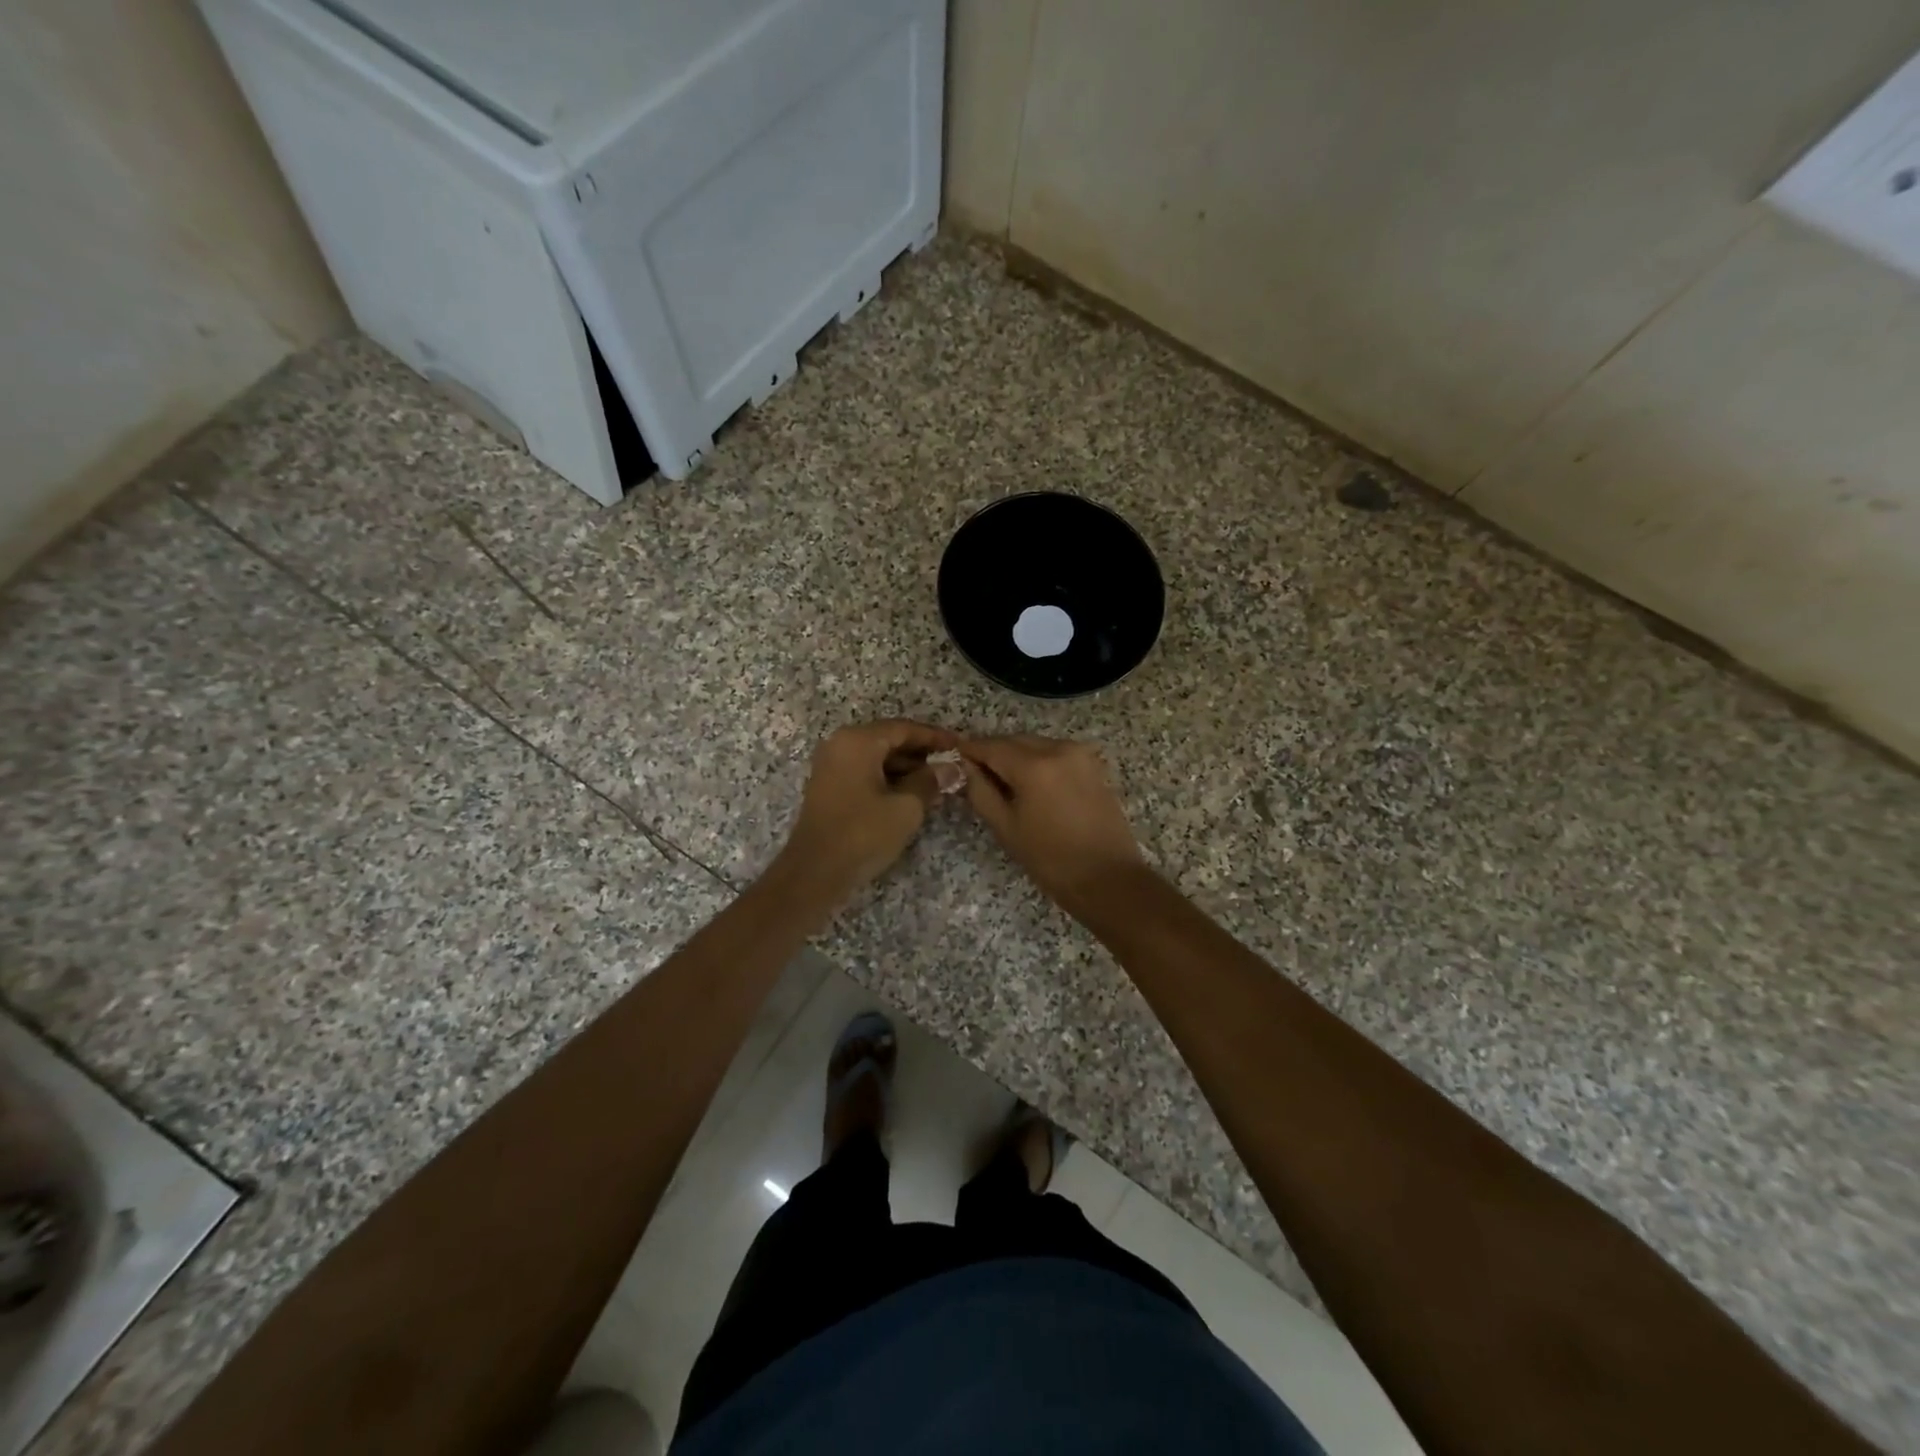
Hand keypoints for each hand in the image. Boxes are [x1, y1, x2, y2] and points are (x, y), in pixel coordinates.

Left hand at [775, 720, 957, 900]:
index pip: (904, 728)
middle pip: (889, 739)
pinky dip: (889, 778)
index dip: (935, 737)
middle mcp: (840, 744)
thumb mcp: (906, 807)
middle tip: (952, 765)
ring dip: (907, 767)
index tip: (960, 746)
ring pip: (877, 756)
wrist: (815, 872)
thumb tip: (952, 768)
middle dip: (922, 753)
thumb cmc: (863, 834)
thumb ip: (930, 781)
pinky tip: (913, 794)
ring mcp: (832, 765)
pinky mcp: (829, 786)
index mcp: (858, 741)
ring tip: (938, 782)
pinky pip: (865, 771)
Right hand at [959, 735, 1146, 911]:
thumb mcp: (1006, 827)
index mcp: (1034, 765)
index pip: (991, 746)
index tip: (953, 757)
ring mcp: (1080, 754)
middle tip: (975, 773)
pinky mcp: (1093, 765)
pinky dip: (1039, 761)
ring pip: (1036, 745)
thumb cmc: (1051, 859)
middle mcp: (1059, 748)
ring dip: (1017, 756)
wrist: (1109, 878)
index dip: (969, 750)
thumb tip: (965, 767)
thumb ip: (980, 791)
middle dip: (993, 753)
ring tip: (1003, 782)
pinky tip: (1032, 785)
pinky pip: (1056, 753)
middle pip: (1015, 741)